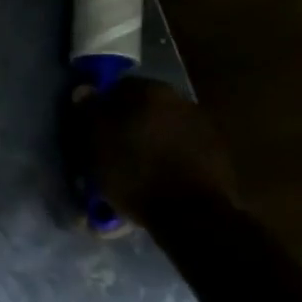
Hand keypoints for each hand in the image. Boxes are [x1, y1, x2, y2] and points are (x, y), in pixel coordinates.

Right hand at [64, 78, 238, 228]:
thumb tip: (84, 89)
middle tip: (112, 147)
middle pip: (144, 105)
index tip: (93, 128)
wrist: (191, 214)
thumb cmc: (134, 173)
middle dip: (128, 122)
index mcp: (149, 91)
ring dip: (150, 139)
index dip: (102, 107)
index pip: (118, 87)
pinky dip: (170, 155)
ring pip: (165, 125)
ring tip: (136, 165)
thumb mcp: (97, 143)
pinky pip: (182, 146)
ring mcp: (203, 125)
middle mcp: (180, 99)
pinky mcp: (217, 152)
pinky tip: (159, 175)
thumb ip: (90, 112)